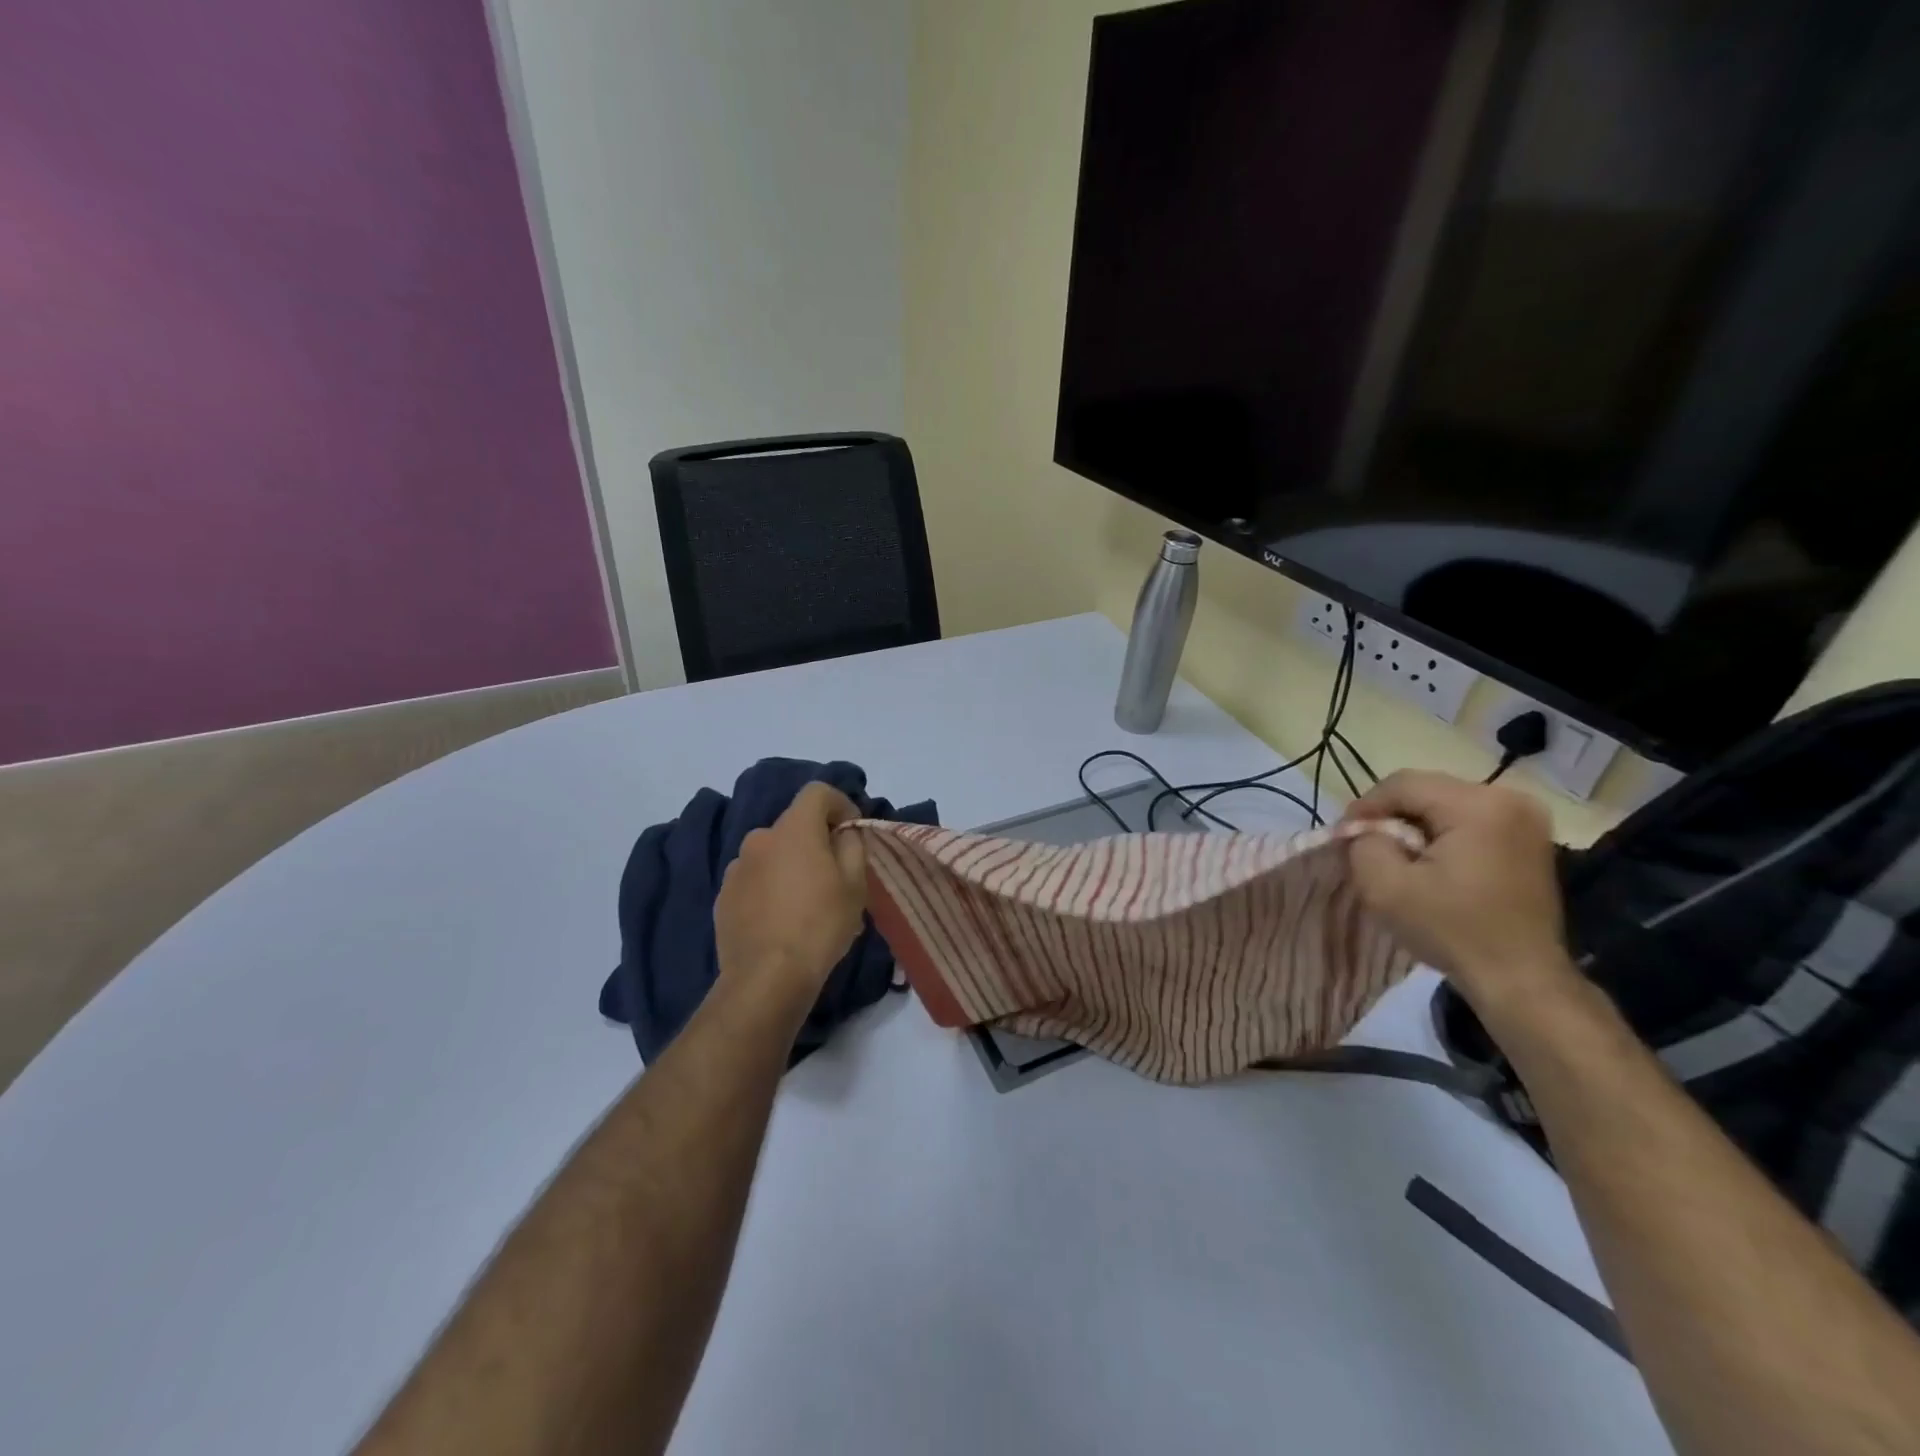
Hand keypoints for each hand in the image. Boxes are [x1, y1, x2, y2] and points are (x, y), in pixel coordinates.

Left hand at [713, 782, 868, 1016]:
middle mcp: (760, 838)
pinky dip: (770, 887)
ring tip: (806, 902)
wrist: (766, 978)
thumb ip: (852, 845)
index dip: (840, 804)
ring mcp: (737, 867)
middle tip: (834, 874)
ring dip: (790, 865)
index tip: (852, 831)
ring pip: (773, 854)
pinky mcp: (724, 896)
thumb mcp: (855, 884)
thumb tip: (842, 833)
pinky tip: (781, 919)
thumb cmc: (820, 925)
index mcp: (794, 829)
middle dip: (816, 840)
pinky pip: (755, 879)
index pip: (817, 792)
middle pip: (794, 825)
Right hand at [1343, 770, 1576, 1010]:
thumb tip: (1368, 830)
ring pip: (1446, 803)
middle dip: (1392, 815)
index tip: (1347, 837)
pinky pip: (1470, 819)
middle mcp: (1510, 799)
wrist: (1521, 979)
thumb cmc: (1452, 931)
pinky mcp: (1530, 837)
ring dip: (1416, 824)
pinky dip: (1443, 833)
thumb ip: (1364, 844)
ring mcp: (1526, 818)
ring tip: (1399, 856)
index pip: (1402, 784)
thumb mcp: (1384, 887)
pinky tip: (1432, 863)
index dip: (1366, 806)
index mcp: (1478, 805)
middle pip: (1427, 790)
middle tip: (1369, 847)